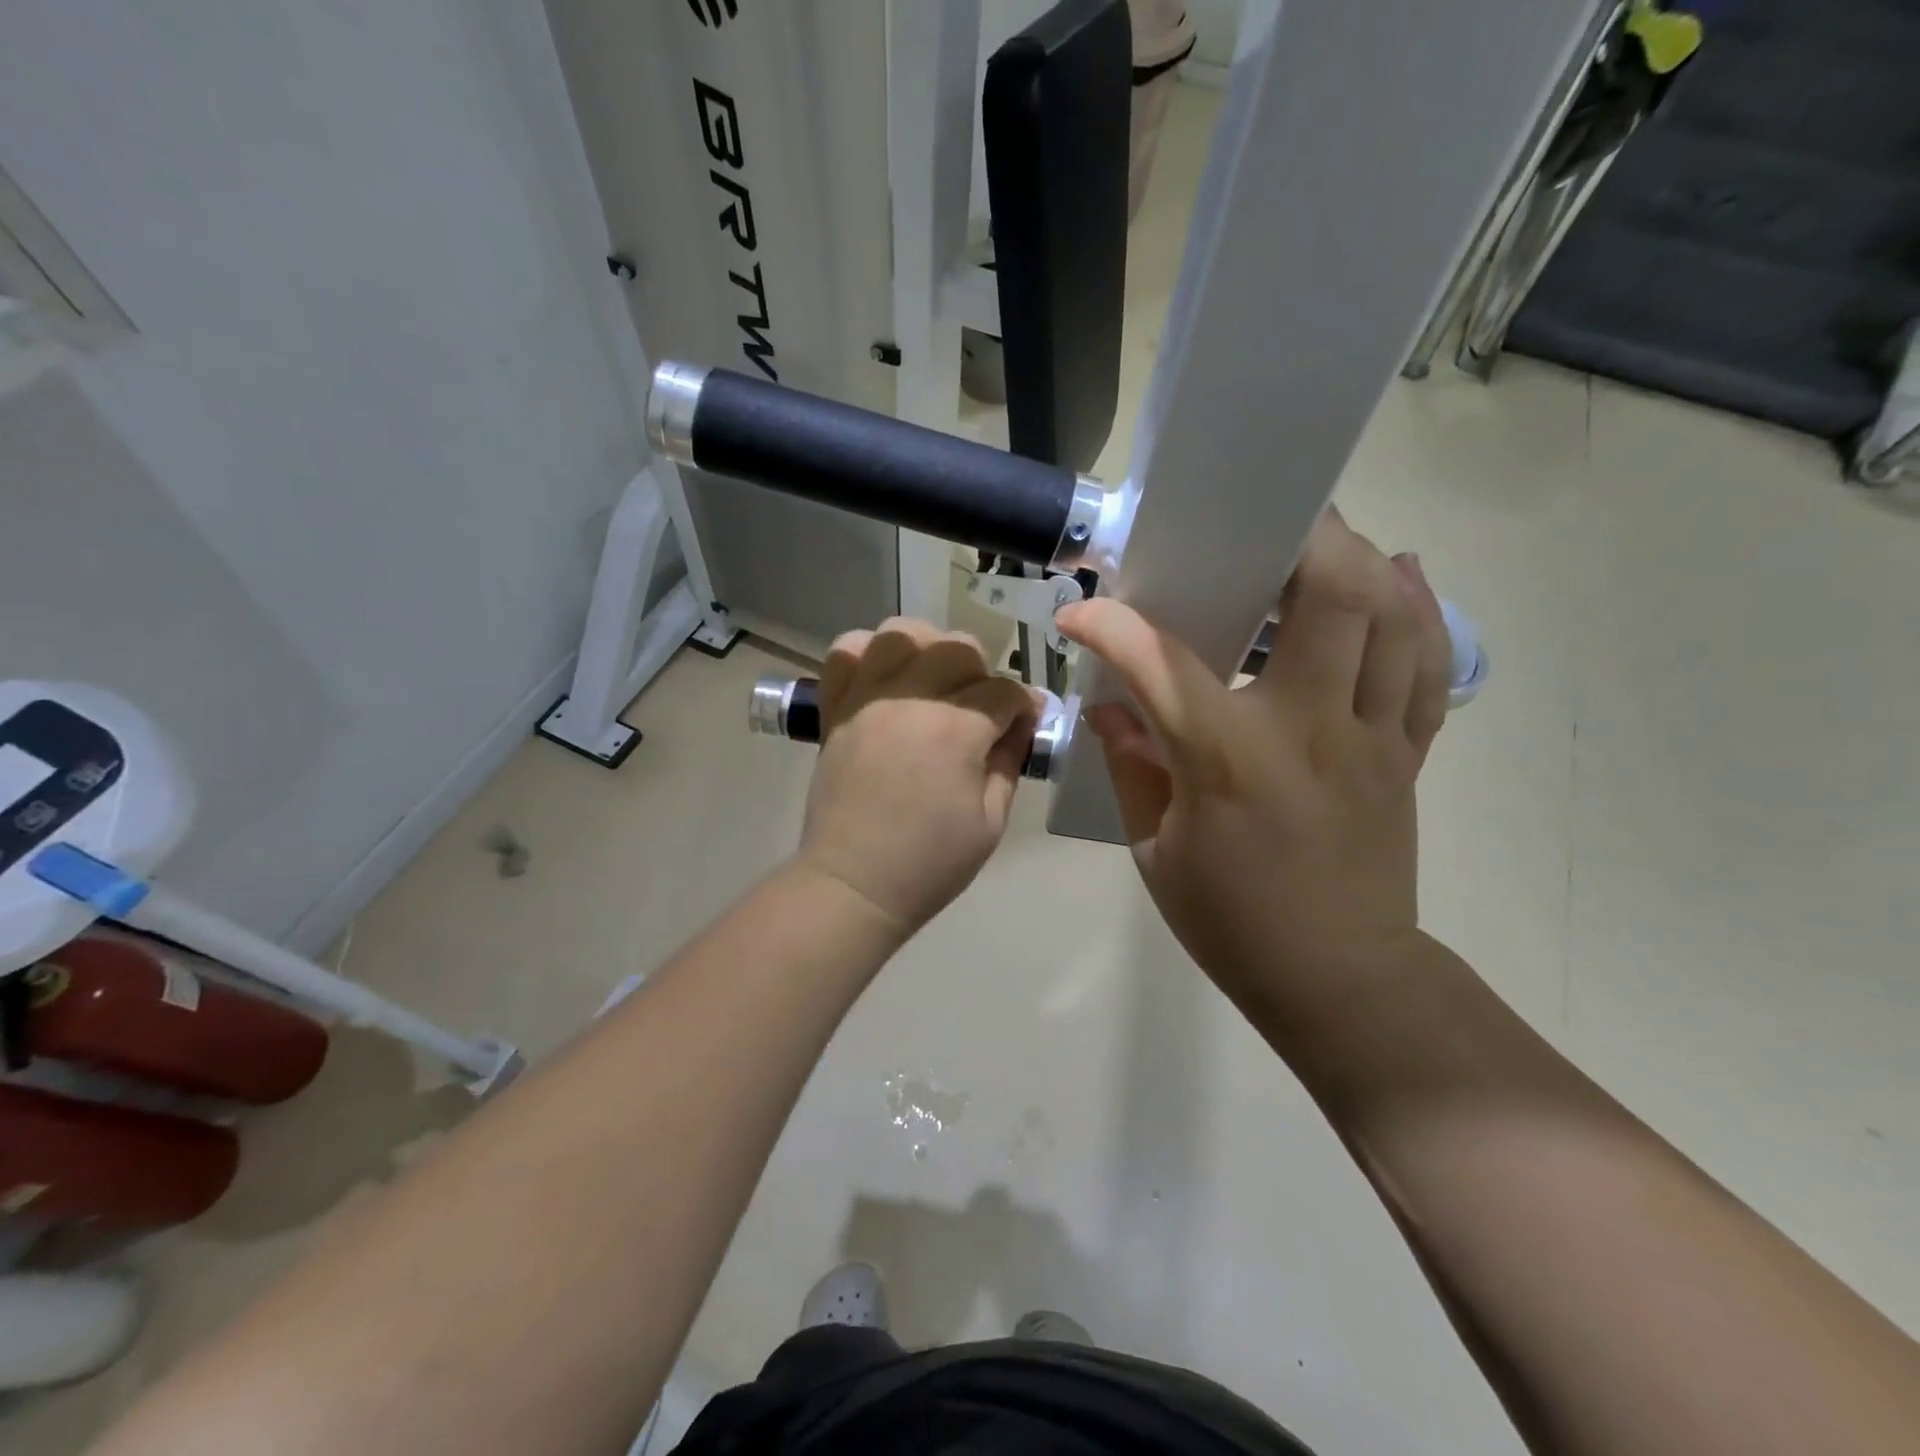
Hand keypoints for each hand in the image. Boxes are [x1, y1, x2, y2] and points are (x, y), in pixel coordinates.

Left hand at [798, 618, 1040, 934]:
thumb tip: (1019, 724)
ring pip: (901, 633)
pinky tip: (883, 677)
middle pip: (958, 648)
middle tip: (980, 709)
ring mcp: (866, 699)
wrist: (853, 885)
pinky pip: (844, 653)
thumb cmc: (930, 863)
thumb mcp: (991, 822)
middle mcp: (910, 699)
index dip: (1024, 706)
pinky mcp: (835, 708)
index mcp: (955, 730)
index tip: (1026, 723)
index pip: (1004, 691)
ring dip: (927, 648)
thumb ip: (1009, 762)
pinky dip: (866, 652)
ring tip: (932, 682)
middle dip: (982, 672)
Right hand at [1054, 511, 1450, 1019]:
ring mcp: (1370, 737)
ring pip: (1391, 619)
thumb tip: (1109, 706)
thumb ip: (1133, 765)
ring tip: (1325, 536)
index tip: (1080, 611)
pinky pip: (1425, 666)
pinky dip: (1416, 611)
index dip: (1112, 626)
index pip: (1162, 663)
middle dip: (1302, 539)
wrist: (1338, 978)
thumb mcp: (1156, 849)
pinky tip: (1399, 575)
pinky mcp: (1404, 752)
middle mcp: (1310, 729)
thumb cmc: (1231, 919)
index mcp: (1229, 760)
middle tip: (1261, 522)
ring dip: (1362, 561)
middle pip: (1332, 598)